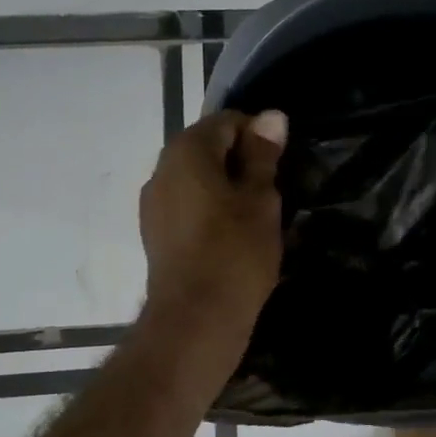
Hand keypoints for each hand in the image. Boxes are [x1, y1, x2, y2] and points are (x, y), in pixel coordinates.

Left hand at [136, 109, 287, 358]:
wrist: (195, 320)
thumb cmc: (235, 252)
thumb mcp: (260, 199)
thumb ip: (263, 155)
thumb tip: (271, 116)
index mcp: (186, 152)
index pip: (226, 122)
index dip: (258, 135)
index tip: (281, 163)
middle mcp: (161, 170)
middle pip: (207, 148)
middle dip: (241, 160)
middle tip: (274, 188)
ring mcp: (154, 204)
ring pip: (197, 178)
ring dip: (226, 185)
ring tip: (257, 213)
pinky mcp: (155, 233)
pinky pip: (187, 205)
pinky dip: (211, 208)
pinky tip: (233, 233)